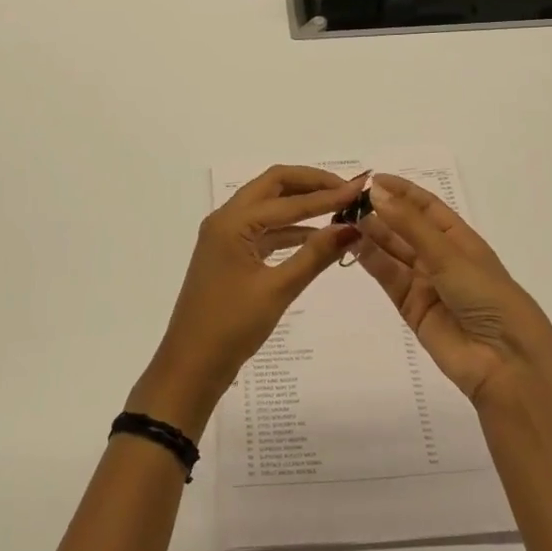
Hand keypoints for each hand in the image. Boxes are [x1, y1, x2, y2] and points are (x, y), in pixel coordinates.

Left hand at [131, 166, 364, 434]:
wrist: (190, 366)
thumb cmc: (231, 327)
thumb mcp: (278, 290)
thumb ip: (315, 255)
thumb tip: (351, 227)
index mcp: (232, 222)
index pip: (288, 200)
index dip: (326, 194)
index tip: (360, 189)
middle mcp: (225, 219)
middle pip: (273, 186)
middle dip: (310, 184)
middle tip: (346, 189)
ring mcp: (225, 236)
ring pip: (268, 206)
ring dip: (300, 204)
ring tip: (338, 207)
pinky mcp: (230, 255)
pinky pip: (263, 229)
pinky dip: (289, 228)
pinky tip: (316, 236)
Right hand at [357, 174, 551, 407]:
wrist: (505, 362)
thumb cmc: (487, 296)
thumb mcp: (450, 255)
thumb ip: (409, 225)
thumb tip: (376, 192)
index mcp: (460, 239)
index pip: (427, 207)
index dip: (402, 191)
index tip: (372, 179)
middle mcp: (441, 258)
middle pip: (406, 228)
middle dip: (381, 212)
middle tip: (349, 200)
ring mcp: (426, 283)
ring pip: (393, 252)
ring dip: (372, 234)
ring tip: (345, 218)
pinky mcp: (411, 308)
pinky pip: (388, 278)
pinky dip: (371, 260)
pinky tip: (353, 243)